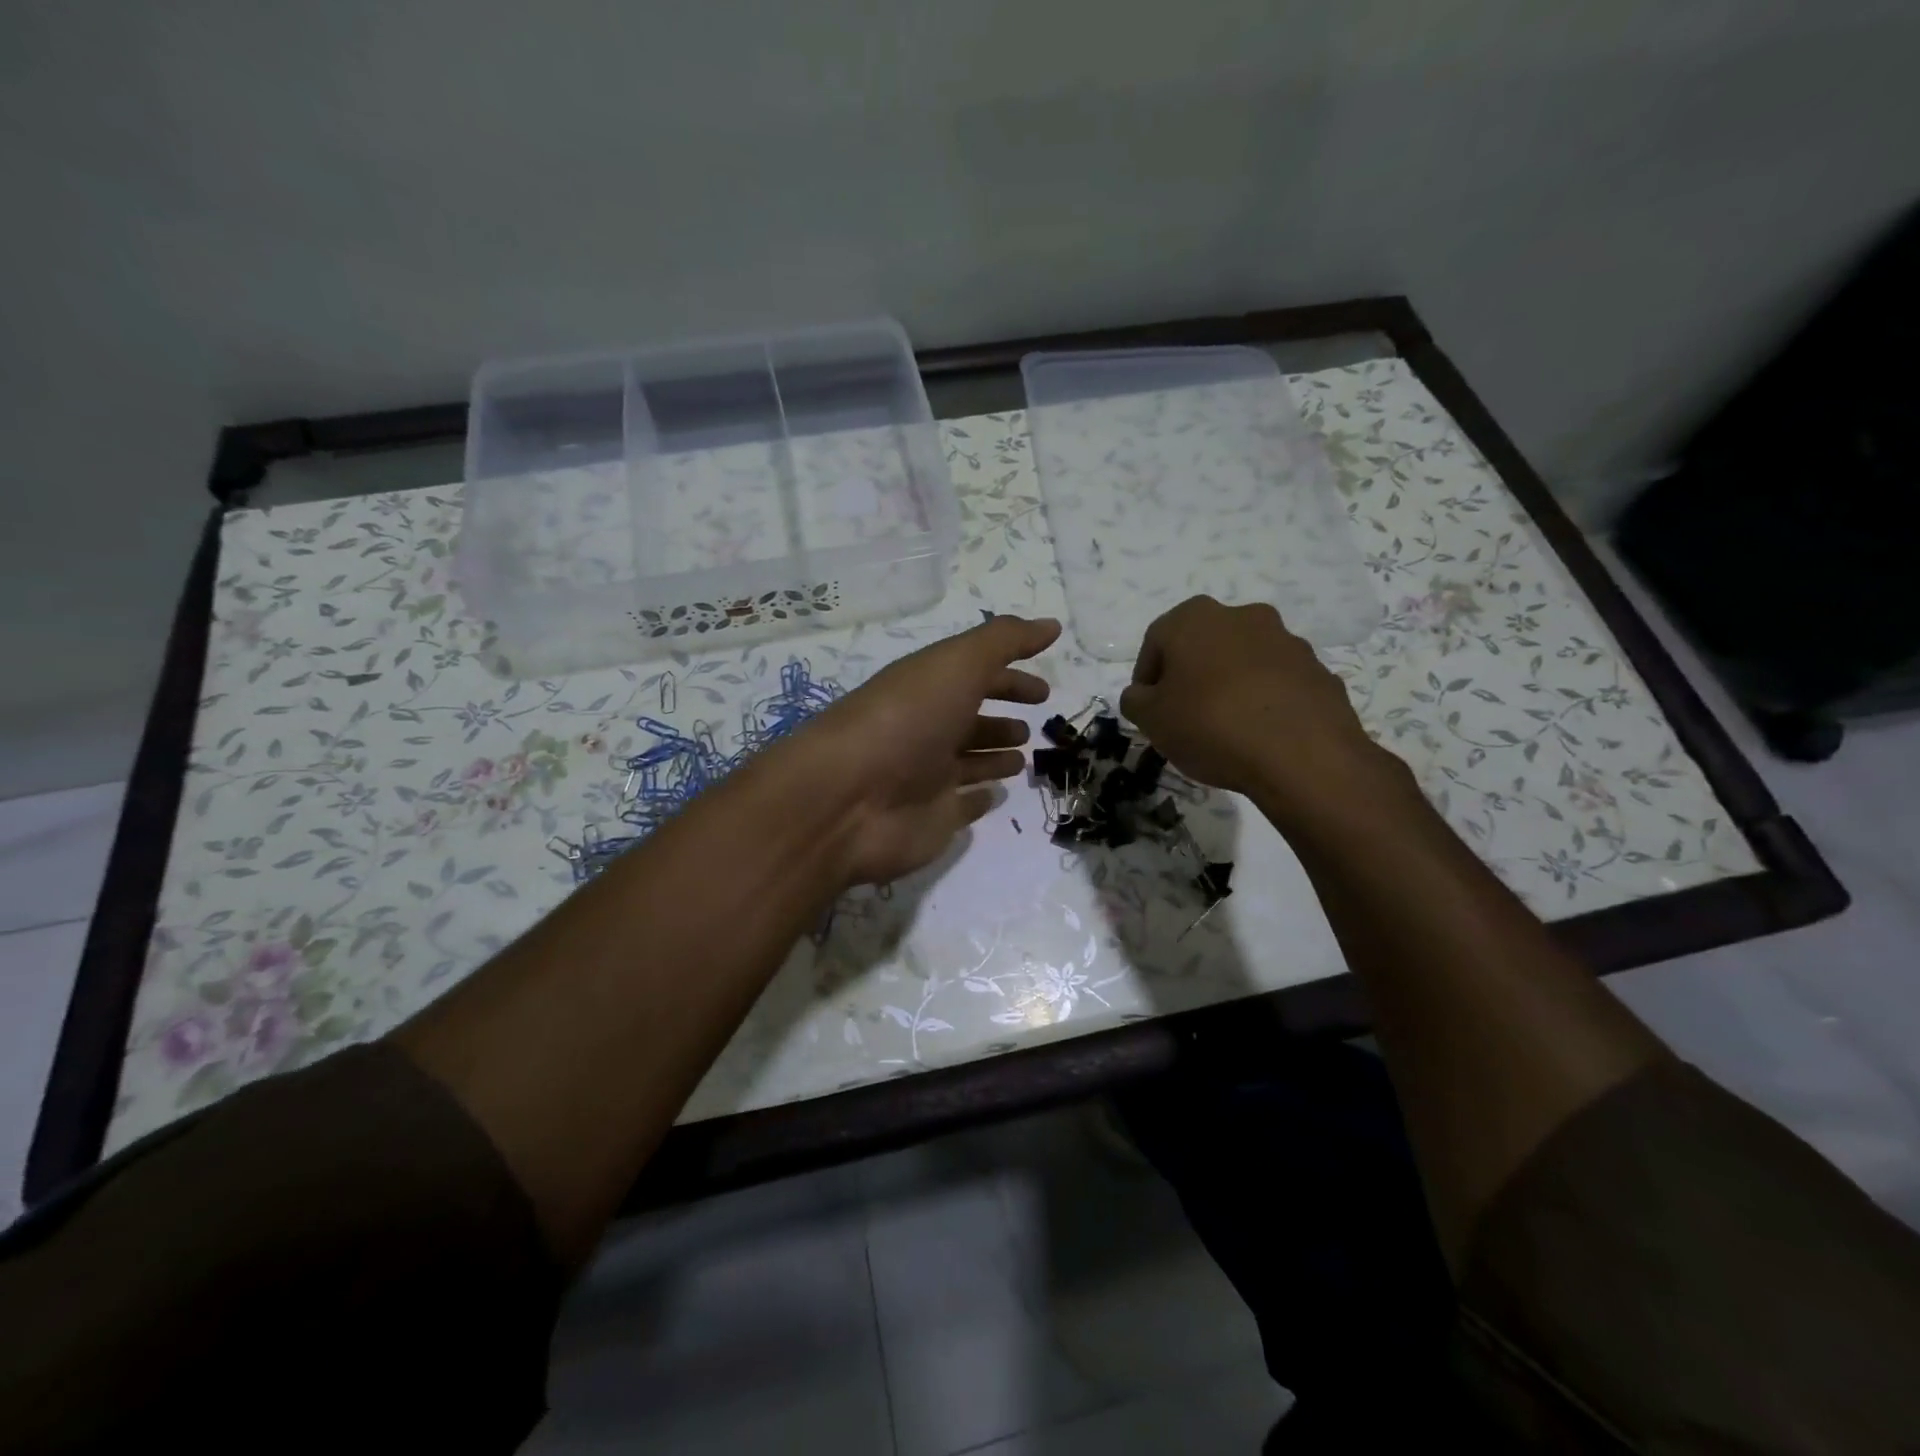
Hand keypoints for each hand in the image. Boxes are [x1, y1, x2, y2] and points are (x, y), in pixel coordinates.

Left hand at [795, 615, 1059, 885]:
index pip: (976, 678)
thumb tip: (1051, 625)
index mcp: (930, 689)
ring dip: (994, 757)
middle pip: (971, 722)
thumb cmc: (906, 720)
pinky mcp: (932, 819)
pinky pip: (962, 806)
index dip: (1010, 679)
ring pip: (969, 763)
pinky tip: (995, 795)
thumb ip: (1005, 642)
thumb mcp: (957, 664)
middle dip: (1001, 720)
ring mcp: (928, 778)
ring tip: (1022, 758)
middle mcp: (928, 731)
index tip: (1043, 690)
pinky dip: (978, 799)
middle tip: (1034, 724)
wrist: (849, 799)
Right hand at [1119, 596, 1394, 813]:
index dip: (1147, 679)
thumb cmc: (1210, 725)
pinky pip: (1278, 683)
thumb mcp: (1150, 719)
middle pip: (1202, 646)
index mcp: (1194, 618)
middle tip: (1184, 717)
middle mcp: (1242, 616)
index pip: (1155, 643)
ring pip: (1243, 661)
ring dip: (1230, 686)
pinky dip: (1264, 701)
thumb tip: (1142, 694)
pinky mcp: (1318, 670)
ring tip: (1225, 729)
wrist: (1302, 755)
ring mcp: (1286, 641)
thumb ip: (1135, 700)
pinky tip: (1259, 735)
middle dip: (1190, 677)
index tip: (1149, 711)